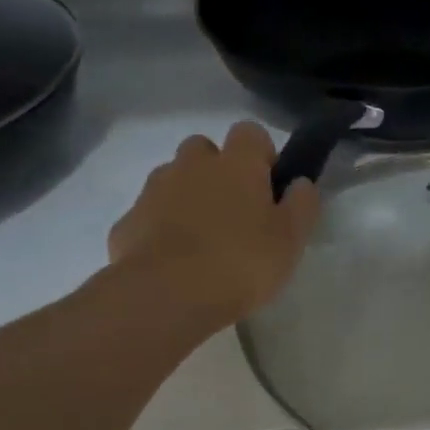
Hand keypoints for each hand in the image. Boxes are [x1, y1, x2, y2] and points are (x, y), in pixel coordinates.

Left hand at [109, 122, 319, 324]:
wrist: (166, 296)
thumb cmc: (241, 264)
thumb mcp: (290, 240)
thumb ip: (301, 205)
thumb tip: (300, 183)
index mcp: (236, 164)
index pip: (250, 132)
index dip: (261, 155)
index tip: (269, 187)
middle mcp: (191, 165)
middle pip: (204, 150)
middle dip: (218, 171)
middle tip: (234, 214)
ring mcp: (154, 190)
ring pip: (173, 179)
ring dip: (187, 198)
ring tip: (202, 241)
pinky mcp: (127, 221)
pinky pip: (150, 215)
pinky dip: (161, 228)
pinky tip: (173, 262)